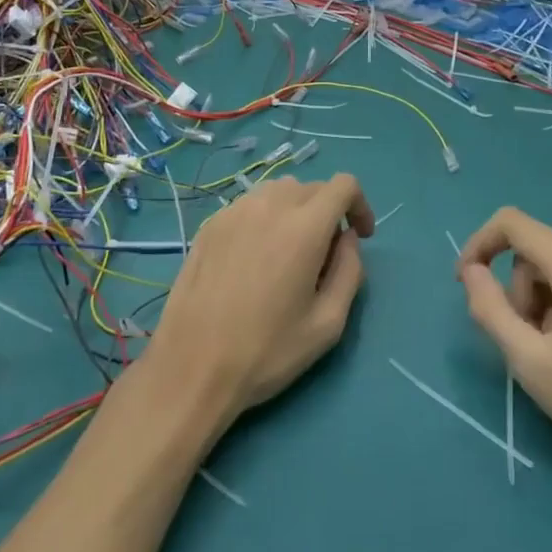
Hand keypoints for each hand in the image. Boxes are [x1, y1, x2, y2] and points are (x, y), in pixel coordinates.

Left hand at [148, 173, 374, 428]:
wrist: (192, 366)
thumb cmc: (267, 351)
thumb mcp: (328, 324)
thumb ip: (350, 271)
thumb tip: (348, 239)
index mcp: (304, 227)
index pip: (343, 185)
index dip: (359, 205)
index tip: (359, 237)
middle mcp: (270, 205)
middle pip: (312, 187)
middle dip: (328, 212)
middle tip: (324, 257)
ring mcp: (235, 210)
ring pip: (278, 192)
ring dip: (295, 211)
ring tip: (288, 254)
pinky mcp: (210, 223)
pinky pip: (249, 206)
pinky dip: (264, 219)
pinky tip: (254, 259)